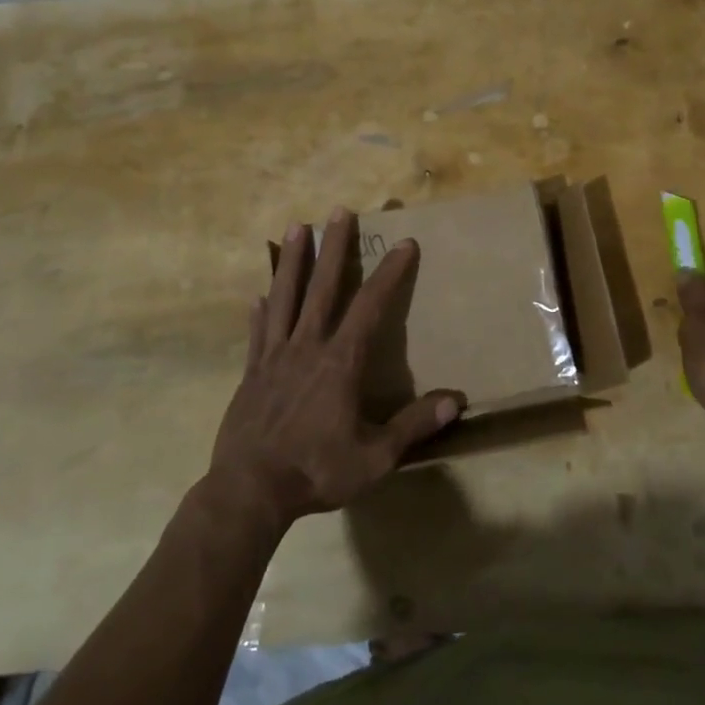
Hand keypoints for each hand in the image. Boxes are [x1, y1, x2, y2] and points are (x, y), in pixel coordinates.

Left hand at [207, 208, 462, 530]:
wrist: (248, 493)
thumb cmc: (316, 472)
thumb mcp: (375, 458)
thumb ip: (413, 426)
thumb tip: (455, 401)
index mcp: (340, 363)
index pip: (370, 306)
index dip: (390, 273)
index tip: (404, 243)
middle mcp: (307, 347)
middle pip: (322, 287)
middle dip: (334, 246)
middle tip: (339, 210)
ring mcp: (274, 357)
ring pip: (284, 297)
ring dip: (290, 260)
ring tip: (295, 227)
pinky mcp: (250, 373)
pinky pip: (257, 332)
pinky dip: (260, 310)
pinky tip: (257, 294)